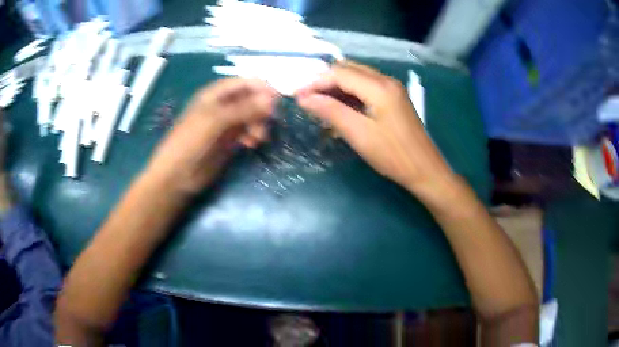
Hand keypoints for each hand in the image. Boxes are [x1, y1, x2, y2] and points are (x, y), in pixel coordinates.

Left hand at [146, 78, 276, 194]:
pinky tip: (252, 144)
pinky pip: (247, 132)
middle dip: (261, 108)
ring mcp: (226, 124)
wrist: (177, 176)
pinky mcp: (229, 141)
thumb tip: (271, 100)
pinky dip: (253, 136)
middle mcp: (222, 106)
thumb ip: (243, 109)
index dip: (260, 88)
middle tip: (269, 121)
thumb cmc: (191, 143)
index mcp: (215, 95)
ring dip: (259, 124)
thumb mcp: (215, 121)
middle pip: (250, 99)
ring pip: (251, 117)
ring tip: (258, 138)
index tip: (278, 99)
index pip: (243, 83)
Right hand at [295, 61, 455, 195]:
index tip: (298, 97)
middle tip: (308, 101)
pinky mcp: (394, 97)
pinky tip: (341, 108)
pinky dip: (350, 93)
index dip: (316, 82)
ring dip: (337, 87)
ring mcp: (392, 88)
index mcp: (379, 86)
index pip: (339, 73)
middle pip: (348, 69)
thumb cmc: (393, 156)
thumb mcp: (359, 134)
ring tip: (321, 105)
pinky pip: (366, 86)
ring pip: (357, 76)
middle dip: (325, 81)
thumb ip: (331, 111)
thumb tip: (304, 98)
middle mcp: (386, 80)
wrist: (425, 170)